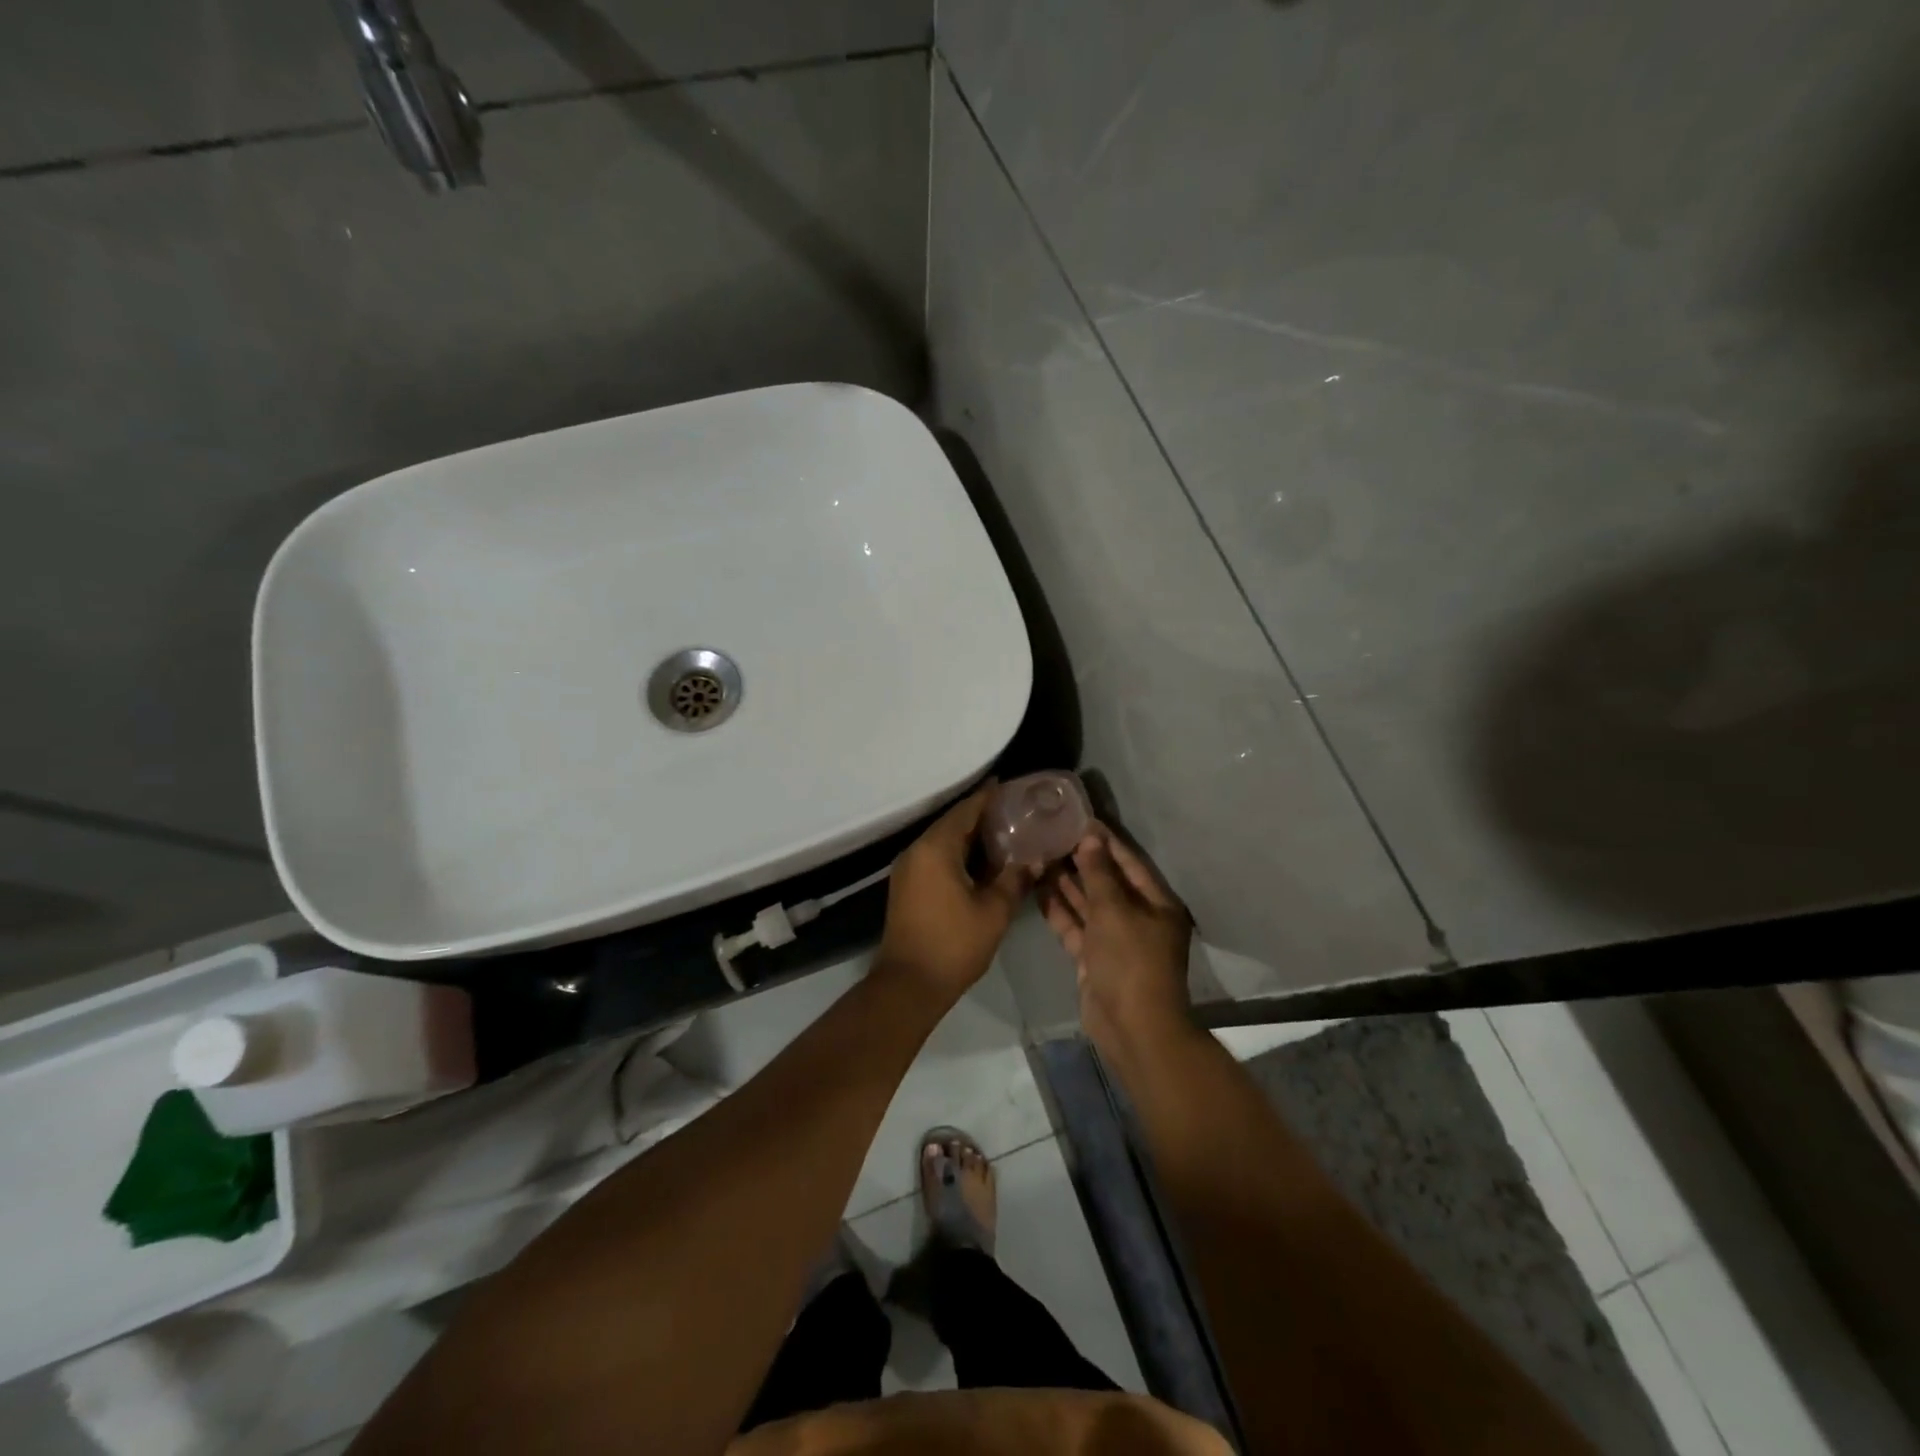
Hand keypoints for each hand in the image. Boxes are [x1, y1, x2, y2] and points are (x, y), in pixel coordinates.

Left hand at [877, 786, 1030, 1001]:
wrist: (909, 984)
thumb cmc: (954, 944)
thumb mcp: (994, 911)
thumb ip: (1015, 879)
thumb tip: (1035, 859)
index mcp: (936, 848)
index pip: (966, 810)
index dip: (989, 797)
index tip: (1012, 786)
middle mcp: (917, 850)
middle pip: (953, 823)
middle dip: (982, 815)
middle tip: (1016, 811)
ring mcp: (908, 869)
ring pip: (943, 840)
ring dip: (970, 836)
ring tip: (1005, 833)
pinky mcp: (907, 886)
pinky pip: (935, 857)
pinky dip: (958, 853)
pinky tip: (982, 862)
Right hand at [1040, 825, 1192, 1049]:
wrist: (1132, 1027)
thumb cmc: (1131, 961)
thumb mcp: (1114, 911)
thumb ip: (1099, 873)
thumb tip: (1091, 838)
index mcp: (1156, 903)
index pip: (1128, 862)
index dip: (1105, 840)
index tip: (1079, 818)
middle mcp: (1137, 918)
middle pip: (1107, 881)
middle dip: (1080, 860)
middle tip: (1050, 835)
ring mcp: (1115, 940)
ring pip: (1088, 904)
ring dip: (1066, 883)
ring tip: (1039, 855)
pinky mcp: (1094, 958)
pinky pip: (1076, 926)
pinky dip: (1059, 910)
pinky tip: (1037, 889)